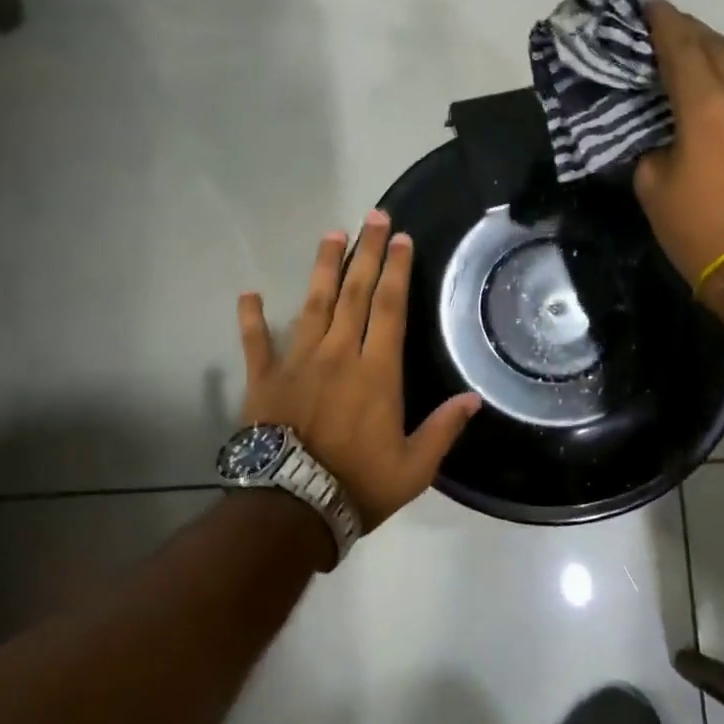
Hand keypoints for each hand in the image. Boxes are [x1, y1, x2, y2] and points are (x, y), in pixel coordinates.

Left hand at [239, 210, 481, 531]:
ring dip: (323, 267)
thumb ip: (443, 429)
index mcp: (376, 372)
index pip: (390, 308)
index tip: (401, 239)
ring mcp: (297, 362)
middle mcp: (338, 354)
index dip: (397, 270)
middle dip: (367, 253)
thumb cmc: (358, 485)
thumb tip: (473, 398)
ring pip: (312, 304)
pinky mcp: (264, 378)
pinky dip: (251, 318)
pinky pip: (255, 342)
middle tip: (373, 217)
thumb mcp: (414, 468)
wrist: (291, 507)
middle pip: (354, 293)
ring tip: (332, 234)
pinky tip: (249, 293)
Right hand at [633, 0, 723, 284]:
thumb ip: (654, 142)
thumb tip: (666, 131)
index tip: (650, 7)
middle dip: (691, 35)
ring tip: (700, 64)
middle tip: (669, 34)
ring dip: (721, 57)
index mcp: (707, 103)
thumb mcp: (652, 184)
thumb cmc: (697, 228)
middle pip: (718, 44)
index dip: (662, 23)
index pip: (681, 45)